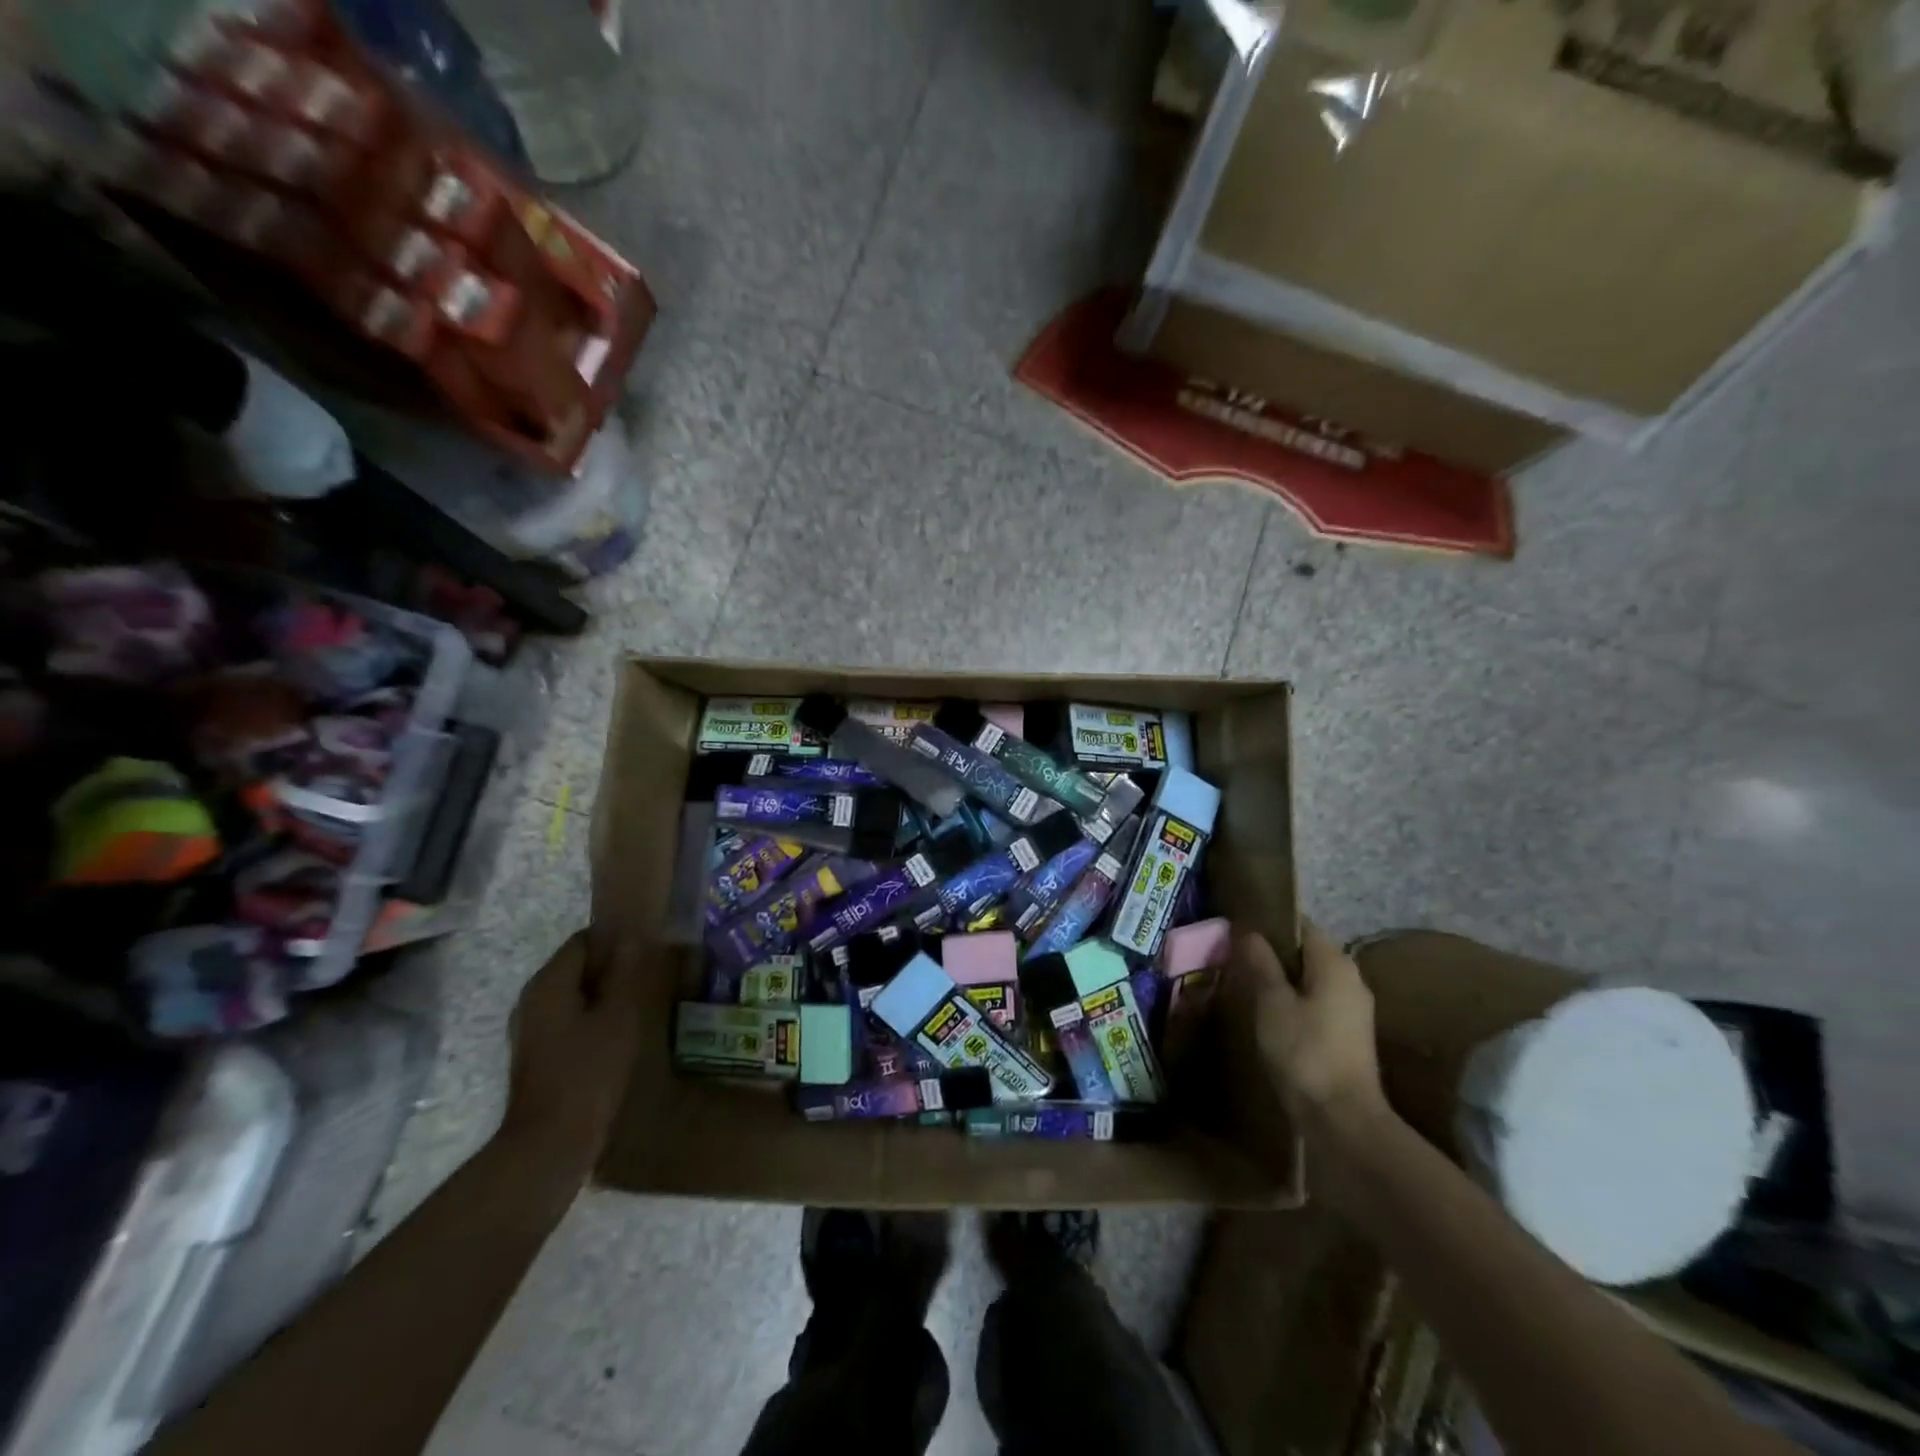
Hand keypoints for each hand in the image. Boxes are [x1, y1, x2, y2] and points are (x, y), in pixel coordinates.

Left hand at [501, 932, 641, 1173]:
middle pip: (576, 967)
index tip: (647, 951)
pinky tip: (619, 1035)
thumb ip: (625, 973)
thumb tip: (632, 938)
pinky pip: (568, 1020)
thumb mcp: (618, 1016)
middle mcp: (532, 1000)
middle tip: (649, 978)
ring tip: (639, 1005)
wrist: (550, 1144)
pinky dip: (592, 1019)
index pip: (583, 941)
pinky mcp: (537, 1055)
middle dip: (611, 969)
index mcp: (548, 984)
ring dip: (604, 996)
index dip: (615, 940)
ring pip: (573, 995)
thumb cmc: (588, 1072)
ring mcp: (530, 1030)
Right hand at [1239, 920, 1390, 1144]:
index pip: (1302, 925)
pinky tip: (1269, 1014)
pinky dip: (1294, 1000)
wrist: (1343, 1120)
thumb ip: (1261, 962)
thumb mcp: (1272, 1003)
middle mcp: (1351, 978)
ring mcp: (1354, 1009)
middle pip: (1307, 952)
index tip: (1239, 929)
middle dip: (1274, 952)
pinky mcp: (1349, 1035)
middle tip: (1236, 958)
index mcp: (1335, 963)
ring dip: (1282, 979)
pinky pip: (1316, 1002)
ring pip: (1311, 979)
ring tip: (1246, 984)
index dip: (1270, 924)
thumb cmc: (1304, 1052)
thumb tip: (1249, 931)